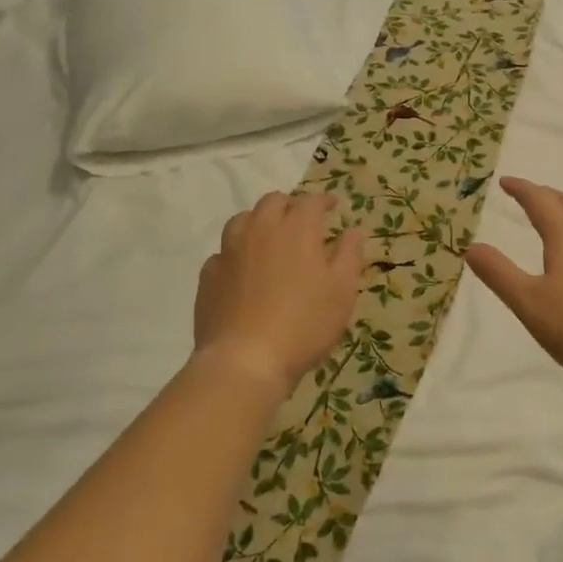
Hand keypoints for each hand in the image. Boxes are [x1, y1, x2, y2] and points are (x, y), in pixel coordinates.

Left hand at [194, 192, 365, 397]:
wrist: (245, 360)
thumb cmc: (304, 324)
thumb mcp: (342, 291)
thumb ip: (349, 255)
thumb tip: (353, 231)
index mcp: (296, 229)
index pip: (311, 202)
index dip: (324, 201)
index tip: (333, 206)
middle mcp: (260, 230)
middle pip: (273, 202)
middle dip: (290, 205)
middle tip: (301, 220)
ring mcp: (229, 251)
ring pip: (242, 220)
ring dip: (259, 222)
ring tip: (269, 238)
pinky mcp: (209, 275)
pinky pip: (223, 252)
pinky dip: (237, 253)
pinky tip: (243, 270)